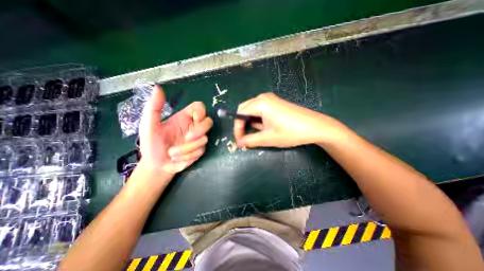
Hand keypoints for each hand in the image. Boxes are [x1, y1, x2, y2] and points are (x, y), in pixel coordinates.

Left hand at [139, 86, 211, 175]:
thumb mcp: (148, 126)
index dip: (201, 112)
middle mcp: (193, 127)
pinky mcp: (199, 150)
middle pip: (209, 122)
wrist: (157, 165)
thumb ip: (154, 107)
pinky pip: (201, 150)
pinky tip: (178, 158)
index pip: (200, 107)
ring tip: (172, 153)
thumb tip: (157, 87)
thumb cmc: (151, 144)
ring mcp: (198, 139)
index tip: (195, 119)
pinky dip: (189, 155)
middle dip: (199, 131)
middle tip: (186, 138)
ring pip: (205, 138)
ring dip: (188, 148)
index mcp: (183, 118)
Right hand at [234, 94, 343, 148]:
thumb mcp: (268, 138)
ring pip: (252, 109)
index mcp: (260, 103)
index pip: (240, 114)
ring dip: (251, 121)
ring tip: (257, 132)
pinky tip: (265, 127)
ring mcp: (271, 99)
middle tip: (244, 136)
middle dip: (242, 123)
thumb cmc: (291, 132)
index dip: (237, 128)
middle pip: (244, 109)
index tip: (239, 140)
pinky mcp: (276, 103)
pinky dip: (258, 119)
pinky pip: (261, 109)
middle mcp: (264, 97)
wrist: (316, 127)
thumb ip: (250, 140)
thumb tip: (238, 143)